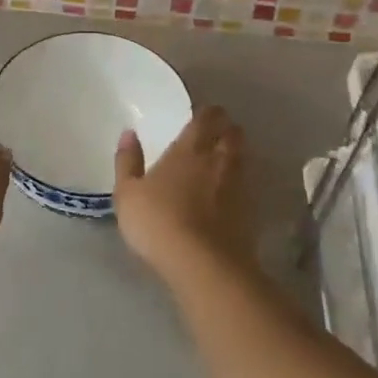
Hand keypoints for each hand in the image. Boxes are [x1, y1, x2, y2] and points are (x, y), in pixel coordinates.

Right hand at [113, 106, 253, 278]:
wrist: (204, 265)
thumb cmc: (159, 222)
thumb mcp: (128, 193)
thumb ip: (128, 161)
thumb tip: (129, 133)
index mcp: (190, 148)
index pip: (207, 117)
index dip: (207, 112)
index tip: (200, 114)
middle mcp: (219, 159)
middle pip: (232, 132)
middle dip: (226, 128)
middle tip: (215, 133)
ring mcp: (238, 185)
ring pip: (243, 157)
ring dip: (235, 153)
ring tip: (222, 160)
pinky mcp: (250, 211)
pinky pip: (246, 184)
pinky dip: (239, 182)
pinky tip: (228, 192)